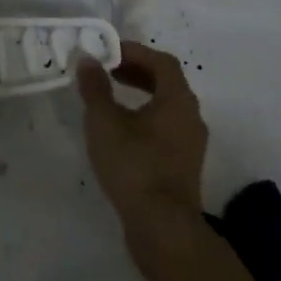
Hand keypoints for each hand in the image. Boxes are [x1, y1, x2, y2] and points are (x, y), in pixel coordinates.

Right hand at [78, 39, 208, 249]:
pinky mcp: (184, 166)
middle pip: (166, 82)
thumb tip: (88, 59)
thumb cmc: (134, 166)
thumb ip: (95, 88)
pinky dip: (146, 118)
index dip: (135, 52)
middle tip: (108, 71)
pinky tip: (122, 132)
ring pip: (167, 107)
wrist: (162, 228)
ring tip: (111, 100)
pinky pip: (167, 129)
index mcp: (178, 99)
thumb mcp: (105, 122)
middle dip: (136, 71)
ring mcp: (191, 144)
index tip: (108, 52)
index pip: (161, 61)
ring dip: (141, 95)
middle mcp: (191, 117)